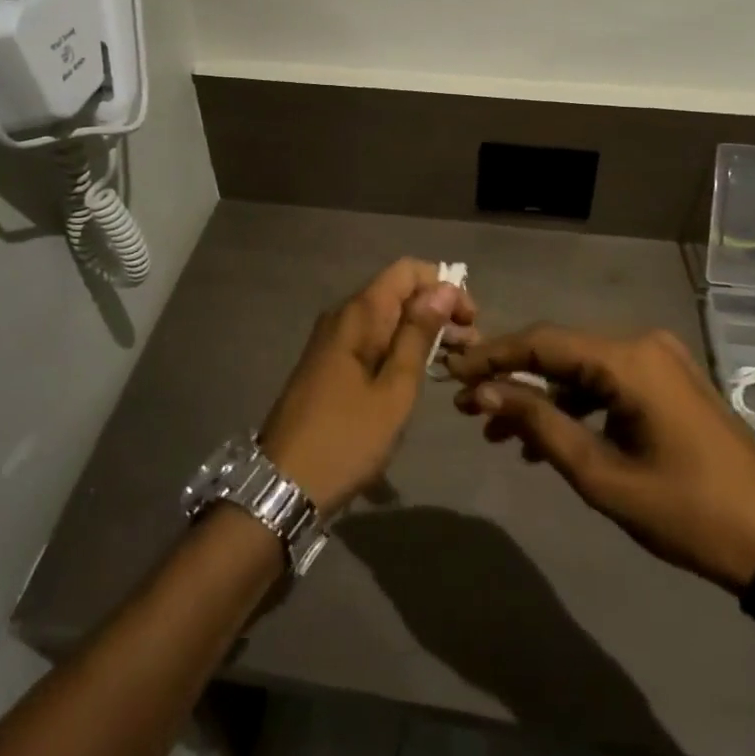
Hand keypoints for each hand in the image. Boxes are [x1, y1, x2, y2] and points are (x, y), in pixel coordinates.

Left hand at [259, 259, 476, 515]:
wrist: (283, 484)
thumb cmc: (346, 438)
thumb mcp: (394, 390)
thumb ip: (418, 335)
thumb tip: (443, 288)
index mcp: (358, 314)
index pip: (407, 270)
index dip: (443, 285)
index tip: (470, 319)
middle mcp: (343, 316)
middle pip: (398, 292)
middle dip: (437, 310)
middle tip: (471, 346)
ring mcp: (332, 340)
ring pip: (386, 318)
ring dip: (422, 331)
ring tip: (455, 362)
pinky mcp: (329, 363)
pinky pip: (372, 339)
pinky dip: (400, 347)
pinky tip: (421, 373)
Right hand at [448, 325, 754, 593]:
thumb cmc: (687, 512)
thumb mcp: (602, 475)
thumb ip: (539, 425)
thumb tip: (483, 392)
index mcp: (629, 359)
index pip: (542, 342)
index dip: (492, 356)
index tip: (451, 373)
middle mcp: (641, 344)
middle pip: (559, 351)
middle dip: (511, 379)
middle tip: (466, 409)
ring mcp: (658, 360)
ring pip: (580, 369)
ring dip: (540, 397)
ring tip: (500, 434)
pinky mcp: (667, 382)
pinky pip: (607, 383)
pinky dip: (574, 406)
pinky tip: (548, 439)